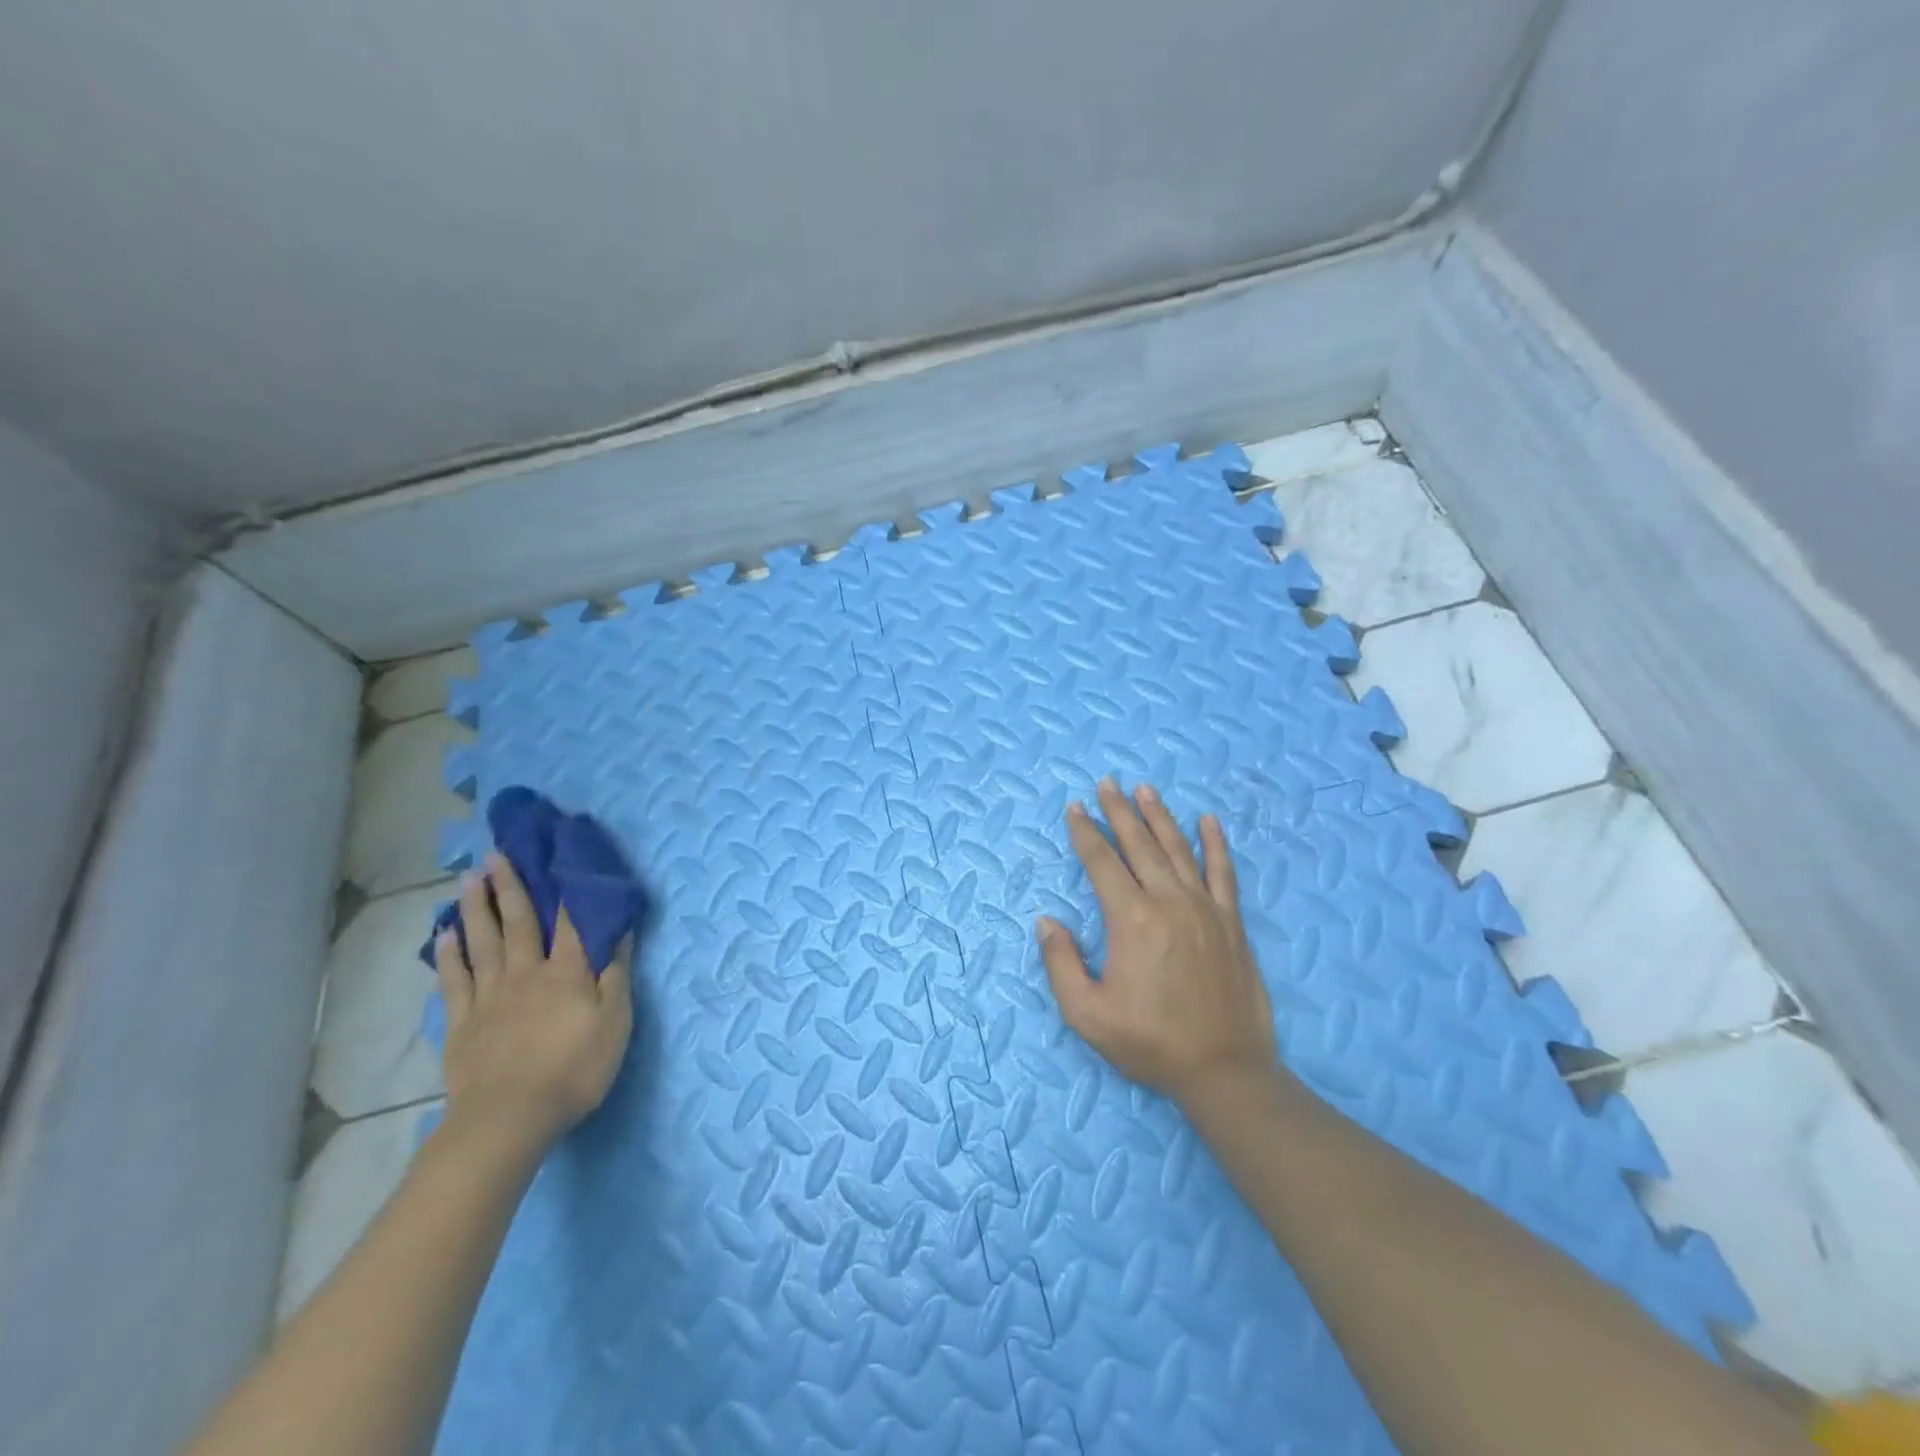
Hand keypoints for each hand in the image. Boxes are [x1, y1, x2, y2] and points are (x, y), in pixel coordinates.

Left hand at [433, 852, 633, 1153]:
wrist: (509, 1118)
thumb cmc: (575, 1069)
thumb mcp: (615, 1022)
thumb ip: (616, 974)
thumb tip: (620, 931)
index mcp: (567, 972)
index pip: (569, 922)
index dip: (564, 889)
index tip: (555, 857)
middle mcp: (527, 973)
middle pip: (519, 922)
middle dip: (511, 887)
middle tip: (497, 855)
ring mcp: (490, 996)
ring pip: (483, 942)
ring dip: (477, 908)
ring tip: (470, 879)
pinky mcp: (463, 1022)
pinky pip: (455, 979)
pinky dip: (450, 954)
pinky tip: (446, 934)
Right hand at [1038, 779, 1278, 1110]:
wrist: (1224, 1070)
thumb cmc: (1150, 1043)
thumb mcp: (1087, 1015)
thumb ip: (1061, 964)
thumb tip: (1047, 920)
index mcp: (1132, 919)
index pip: (1102, 862)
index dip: (1085, 832)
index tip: (1074, 807)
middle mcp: (1169, 902)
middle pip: (1139, 844)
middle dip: (1118, 811)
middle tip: (1106, 783)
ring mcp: (1205, 908)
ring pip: (1178, 849)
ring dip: (1159, 816)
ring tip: (1144, 790)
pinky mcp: (1231, 922)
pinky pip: (1223, 872)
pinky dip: (1216, 844)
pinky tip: (1208, 821)